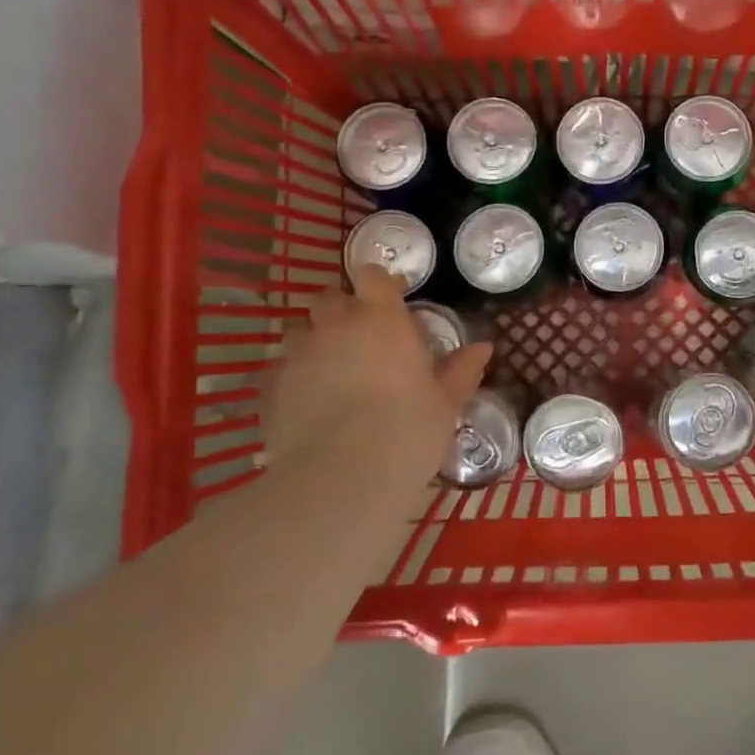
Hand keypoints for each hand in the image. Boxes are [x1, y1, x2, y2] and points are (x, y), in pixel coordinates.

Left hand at [264, 266, 491, 509]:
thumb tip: (484, 347)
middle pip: (330, 297)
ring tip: (331, 370)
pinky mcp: (271, 386)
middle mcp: (336, 326)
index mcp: (382, 320)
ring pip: (300, 331)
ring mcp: (298, 354)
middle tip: (362, 336)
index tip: (392, 297)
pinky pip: (280, 369)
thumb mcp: (446, 403)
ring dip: (315, 340)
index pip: (373, 276)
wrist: (342, 478)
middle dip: (343, 308)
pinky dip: (294, 377)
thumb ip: (462, 370)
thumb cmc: (408, 431)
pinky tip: (308, 403)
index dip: (380, 283)